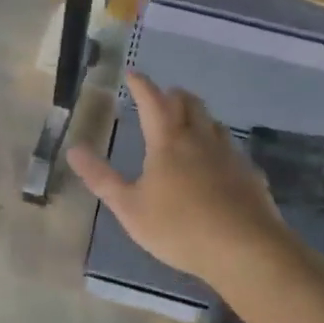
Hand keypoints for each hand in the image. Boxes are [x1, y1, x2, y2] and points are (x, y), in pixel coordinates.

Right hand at [67, 73, 284, 291]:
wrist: (245, 249)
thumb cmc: (180, 228)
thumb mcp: (130, 208)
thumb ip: (101, 178)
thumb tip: (74, 149)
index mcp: (168, 141)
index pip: (152, 100)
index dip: (141, 85)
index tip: (132, 74)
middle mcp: (200, 138)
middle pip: (188, 103)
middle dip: (172, 95)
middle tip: (161, 98)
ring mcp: (229, 154)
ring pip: (213, 122)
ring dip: (198, 116)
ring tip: (188, 125)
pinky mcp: (249, 173)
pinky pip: (232, 149)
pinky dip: (219, 146)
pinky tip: (218, 163)